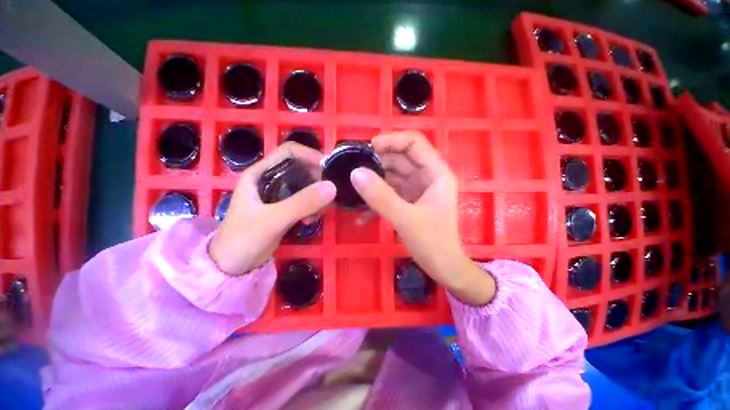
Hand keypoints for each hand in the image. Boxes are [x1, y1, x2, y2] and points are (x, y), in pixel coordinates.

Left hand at [210, 142, 335, 274]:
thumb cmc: (243, 239)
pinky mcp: (286, 209)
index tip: (328, 170)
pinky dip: (313, 208)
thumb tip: (332, 187)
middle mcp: (271, 180)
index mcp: (260, 173)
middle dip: (317, 182)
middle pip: (302, 169)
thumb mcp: (273, 219)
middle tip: (326, 198)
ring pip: (307, 186)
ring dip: (316, 198)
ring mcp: (279, 195)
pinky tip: (309, 221)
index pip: (289, 152)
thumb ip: (301, 203)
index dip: (310, 155)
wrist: (233, 266)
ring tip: (315, 215)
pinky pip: (306, 201)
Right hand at [350, 132, 495, 304]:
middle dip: (376, 163)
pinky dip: (376, 199)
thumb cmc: (432, 243)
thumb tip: (356, 173)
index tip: (366, 149)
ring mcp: (416, 189)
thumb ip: (380, 196)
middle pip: (399, 158)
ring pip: (391, 176)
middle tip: (352, 169)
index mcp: (435, 173)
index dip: (390, 140)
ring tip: (352, 190)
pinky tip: (362, 215)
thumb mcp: (405, 219)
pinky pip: (389, 192)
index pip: (413, 143)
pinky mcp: (408, 201)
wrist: (443, 268)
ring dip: (373, 182)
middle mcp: (426, 176)